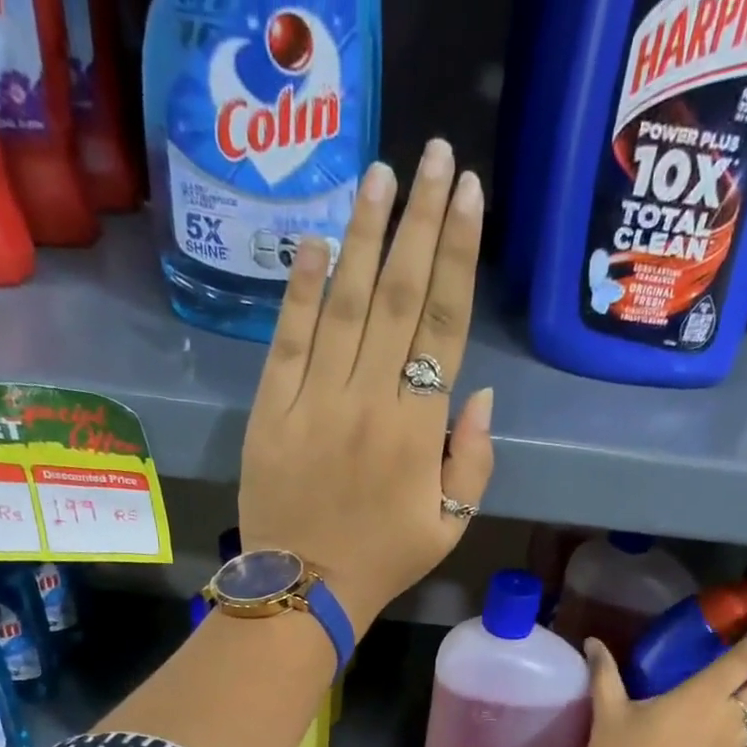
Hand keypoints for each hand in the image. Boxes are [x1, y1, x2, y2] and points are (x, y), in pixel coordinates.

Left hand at [238, 139, 493, 635]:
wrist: (305, 589)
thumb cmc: (385, 560)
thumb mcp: (451, 524)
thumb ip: (474, 459)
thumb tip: (476, 392)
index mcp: (418, 431)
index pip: (443, 325)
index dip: (457, 256)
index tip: (468, 197)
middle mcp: (369, 401)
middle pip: (398, 296)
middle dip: (419, 221)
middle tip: (434, 157)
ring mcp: (314, 401)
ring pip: (344, 304)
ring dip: (364, 236)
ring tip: (380, 175)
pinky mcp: (270, 410)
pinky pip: (288, 339)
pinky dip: (301, 290)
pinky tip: (316, 244)